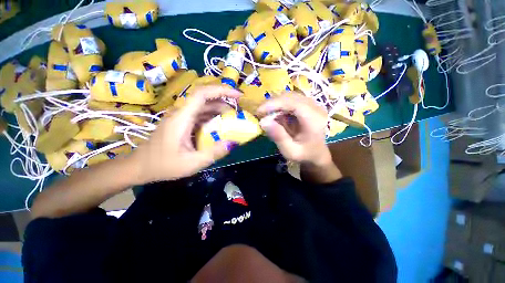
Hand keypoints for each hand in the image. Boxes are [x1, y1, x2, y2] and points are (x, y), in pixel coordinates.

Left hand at [130, 86, 241, 182]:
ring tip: (232, 120)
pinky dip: (213, 118)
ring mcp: (181, 117)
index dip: (221, 90)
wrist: (140, 167)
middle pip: (205, 98)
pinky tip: (220, 127)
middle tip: (238, 112)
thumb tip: (233, 143)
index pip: (202, 94)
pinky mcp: (182, 123)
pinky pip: (200, 115)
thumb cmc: (163, 165)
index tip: (237, 95)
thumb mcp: (192, 163)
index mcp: (181, 118)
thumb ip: (214, 153)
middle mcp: (181, 113)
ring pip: (203, 107)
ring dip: (219, 110)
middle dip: (224, 101)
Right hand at [256, 92, 331, 166]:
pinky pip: (291, 100)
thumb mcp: (290, 151)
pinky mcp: (308, 105)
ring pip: (290, 96)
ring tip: (267, 114)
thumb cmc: (304, 154)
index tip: (259, 111)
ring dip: (276, 103)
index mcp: (314, 120)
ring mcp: (313, 105)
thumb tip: (263, 121)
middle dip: (272, 103)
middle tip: (260, 113)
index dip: (275, 104)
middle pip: (291, 97)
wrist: (317, 153)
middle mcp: (316, 108)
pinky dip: (280, 105)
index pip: (294, 103)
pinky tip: (276, 115)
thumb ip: (279, 137)